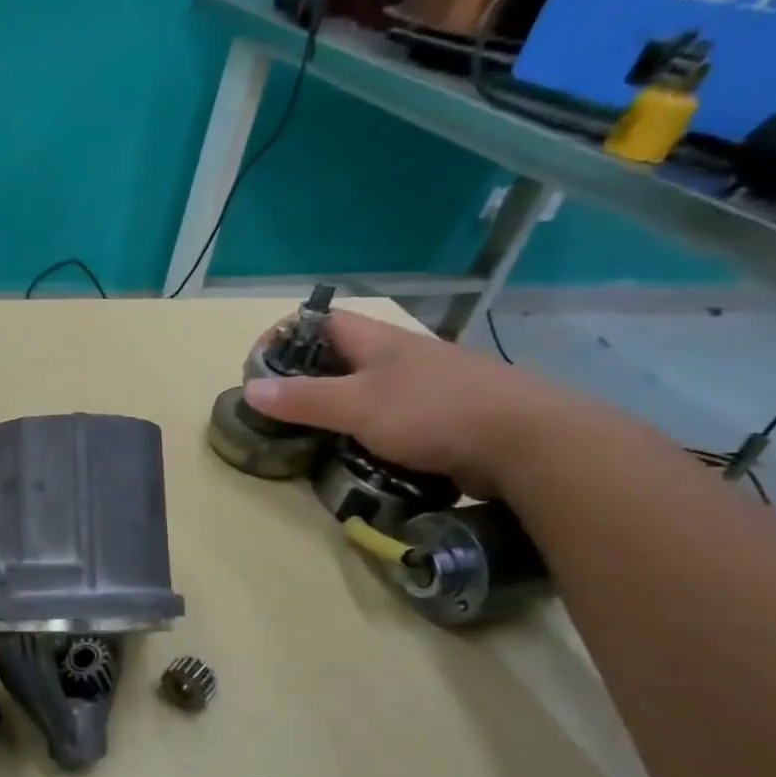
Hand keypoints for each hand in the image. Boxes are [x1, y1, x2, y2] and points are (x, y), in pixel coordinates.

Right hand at [243, 311, 576, 496]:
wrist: (527, 443)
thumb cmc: (433, 412)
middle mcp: (403, 357)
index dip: (287, 335)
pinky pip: (393, 421)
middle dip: (309, 380)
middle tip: (282, 411)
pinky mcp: (445, 420)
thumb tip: (248, 388)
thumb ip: (303, 399)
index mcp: (380, 341)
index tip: (261, 367)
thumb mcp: (357, 405)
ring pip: (368, 392)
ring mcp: (428, 388)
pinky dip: (369, 434)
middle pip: (343, 358)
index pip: (323, 320)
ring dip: (340, 412)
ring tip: (315, 439)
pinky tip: (361, 456)